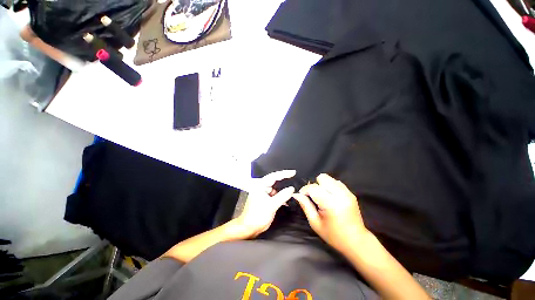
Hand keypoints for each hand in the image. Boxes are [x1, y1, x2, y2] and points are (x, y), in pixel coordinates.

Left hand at [234, 170, 295, 238]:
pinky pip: (274, 194)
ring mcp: (263, 193)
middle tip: (293, 177)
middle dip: (284, 180)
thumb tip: (291, 188)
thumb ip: (282, 196)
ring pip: (275, 188)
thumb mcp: (271, 205)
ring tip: (291, 192)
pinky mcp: (265, 199)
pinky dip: (280, 196)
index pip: (274, 176)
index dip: (284, 173)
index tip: (293, 172)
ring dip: (282, 190)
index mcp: (260, 186)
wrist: (249, 228)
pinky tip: (286, 200)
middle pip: (274, 180)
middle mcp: (261, 187)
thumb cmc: (256, 216)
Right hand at [293, 173, 369, 252]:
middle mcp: (340, 195)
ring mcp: (347, 193)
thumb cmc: (333, 235)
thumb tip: (296, 194)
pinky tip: (330, 197)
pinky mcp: (351, 193)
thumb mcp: (315, 223)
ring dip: (322, 185)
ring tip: (322, 197)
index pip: (313, 188)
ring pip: (329, 178)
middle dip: (315, 186)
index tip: (302, 196)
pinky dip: (330, 186)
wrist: (356, 241)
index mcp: (330, 204)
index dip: (305, 190)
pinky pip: (336, 182)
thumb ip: (305, 205)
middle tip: (314, 197)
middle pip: (322, 178)